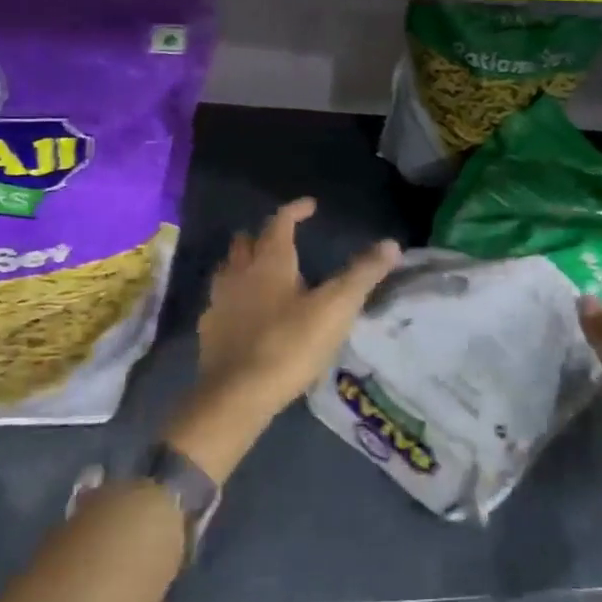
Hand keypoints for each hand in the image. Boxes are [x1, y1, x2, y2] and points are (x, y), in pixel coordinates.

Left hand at [166, 200, 400, 482]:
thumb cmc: (290, 344)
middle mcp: (239, 273)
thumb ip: (363, 274)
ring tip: (263, 275)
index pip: (280, 222)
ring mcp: (219, 301)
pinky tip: (245, 315)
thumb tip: (392, 244)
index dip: (295, 210)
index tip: (310, 206)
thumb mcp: (336, 308)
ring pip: (228, 269)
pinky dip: (234, 299)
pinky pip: (220, 302)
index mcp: (270, 261)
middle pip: (246, 241)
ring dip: (244, 264)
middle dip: (263, 236)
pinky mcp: (209, 330)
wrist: (237, 394)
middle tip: (283, 241)